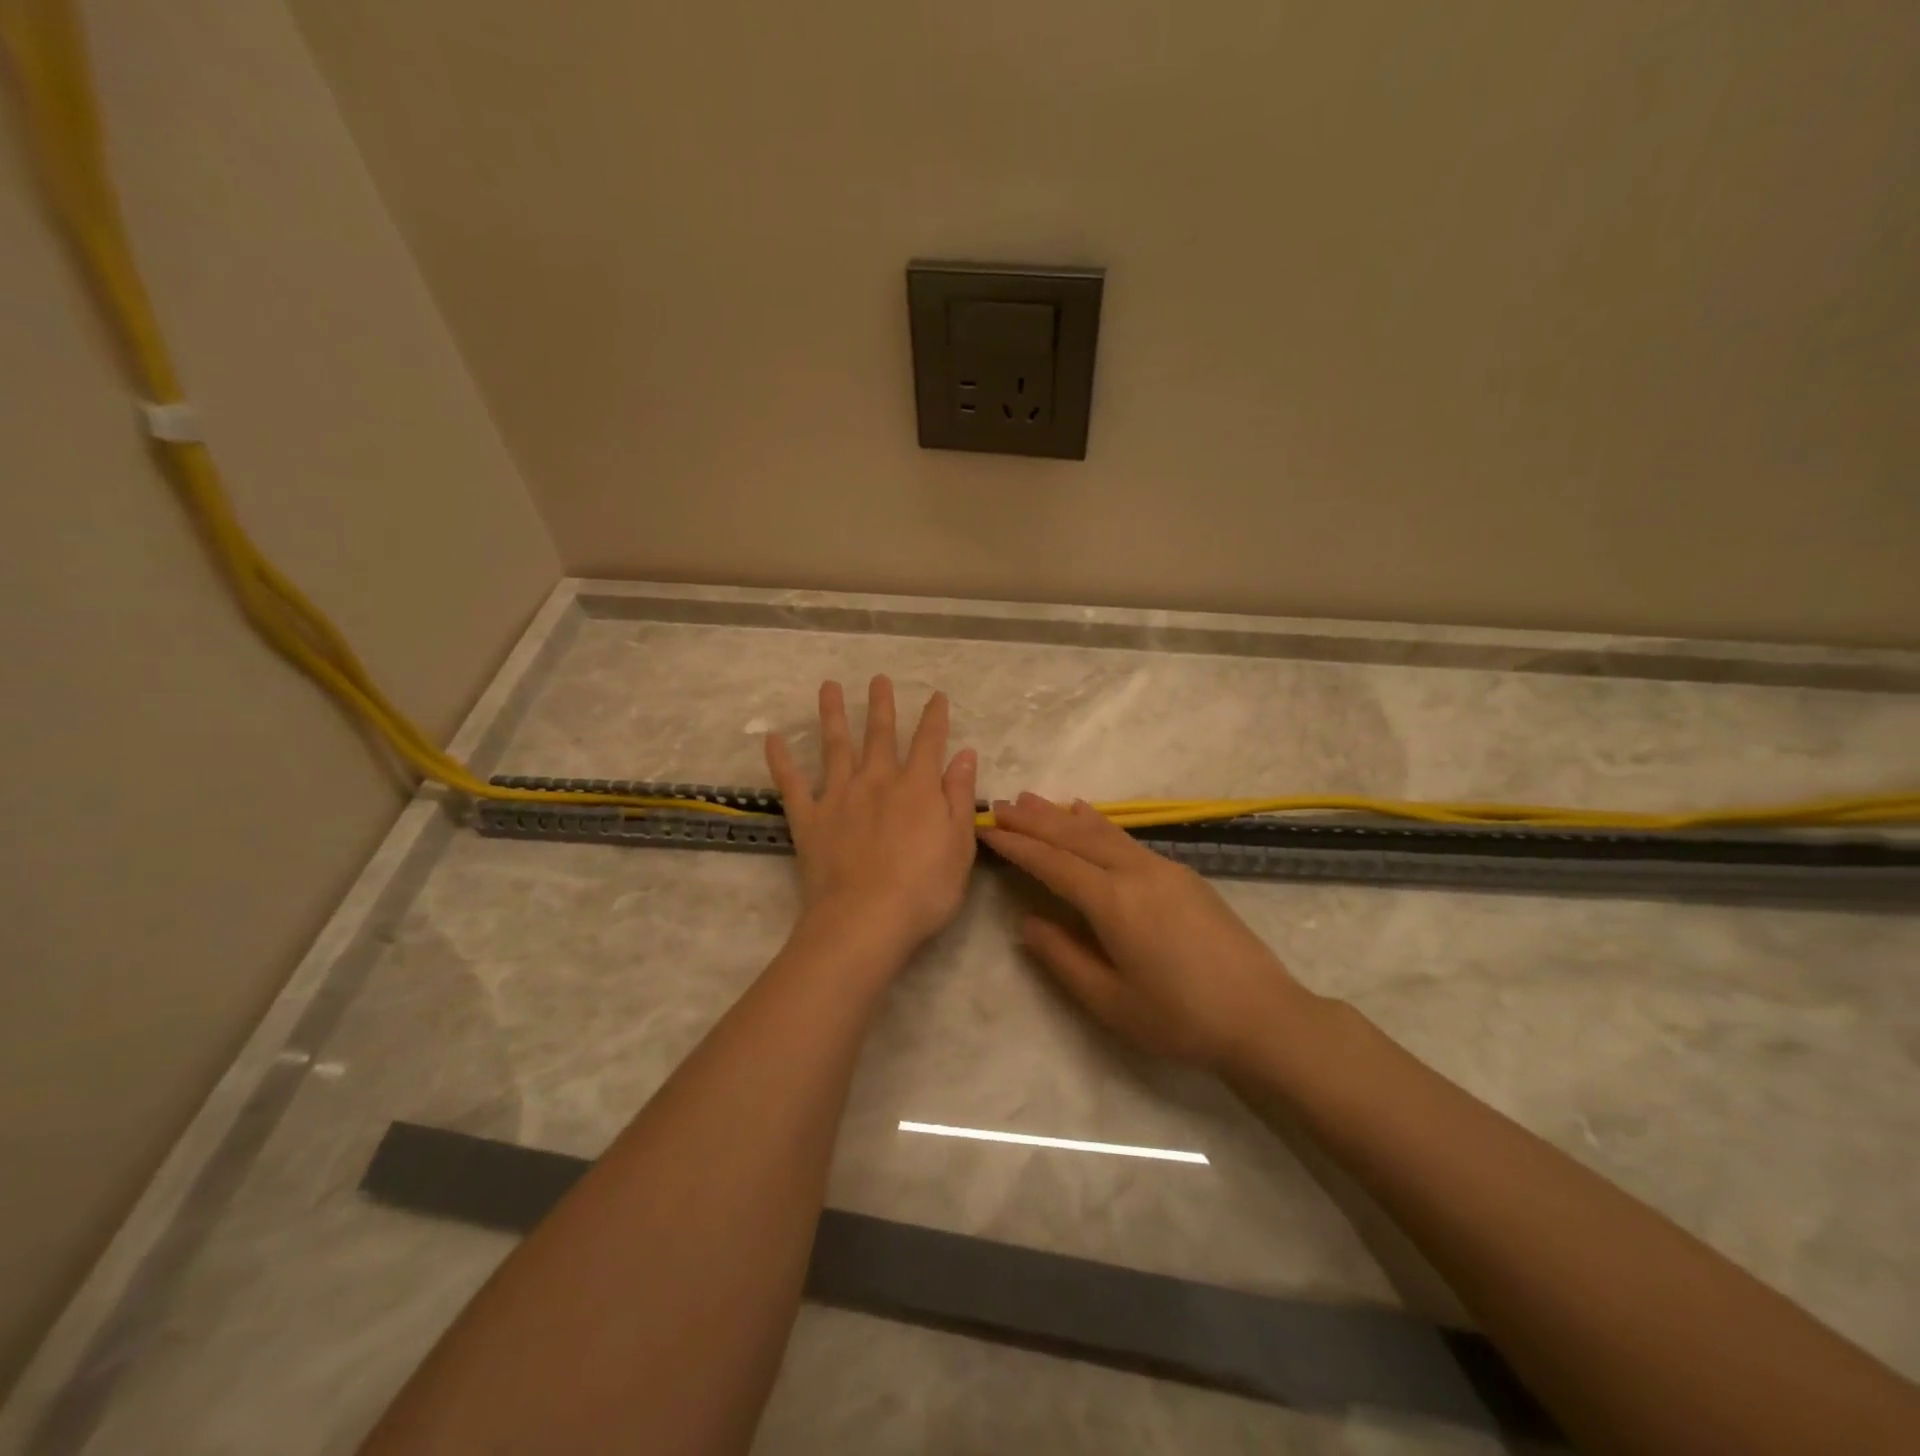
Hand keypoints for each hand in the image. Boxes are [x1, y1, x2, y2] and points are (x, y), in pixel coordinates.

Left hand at [766, 677, 978, 953]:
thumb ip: (959, 796)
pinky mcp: (809, 818)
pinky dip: (780, 760)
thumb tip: (964, 753)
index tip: (937, 696)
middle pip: (880, 735)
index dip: (935, 718)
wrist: (865, 920)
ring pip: (835, 746)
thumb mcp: (959, 845)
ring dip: (833, 714)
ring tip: (828, 687)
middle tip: (878, 679)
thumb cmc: (924, 890)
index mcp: (918, 788)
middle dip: (881, 705)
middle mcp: (877, 781)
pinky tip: (771, 739)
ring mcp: (839, 796)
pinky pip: (791, 783)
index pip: (929, 742)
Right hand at [982, 794, 1314, 1070]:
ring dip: (1063, 815)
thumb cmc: (1180, 1018)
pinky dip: (1097, 824)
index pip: (1053, 863)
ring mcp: (1163, 868)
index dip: (1016, 844)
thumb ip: (1062, 957)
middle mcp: (1136, 872)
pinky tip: (1088, 816)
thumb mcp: (1110, 1002)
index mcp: (1114, 902)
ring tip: (1033, 800)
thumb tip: (1027, 921)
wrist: (1264, 1016)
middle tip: (1000, 804)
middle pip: (1075, 836)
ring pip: (1103, 831)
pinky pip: (1126, 838)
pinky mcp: (1182, 874)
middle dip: (1034, 819)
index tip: (986, 827)